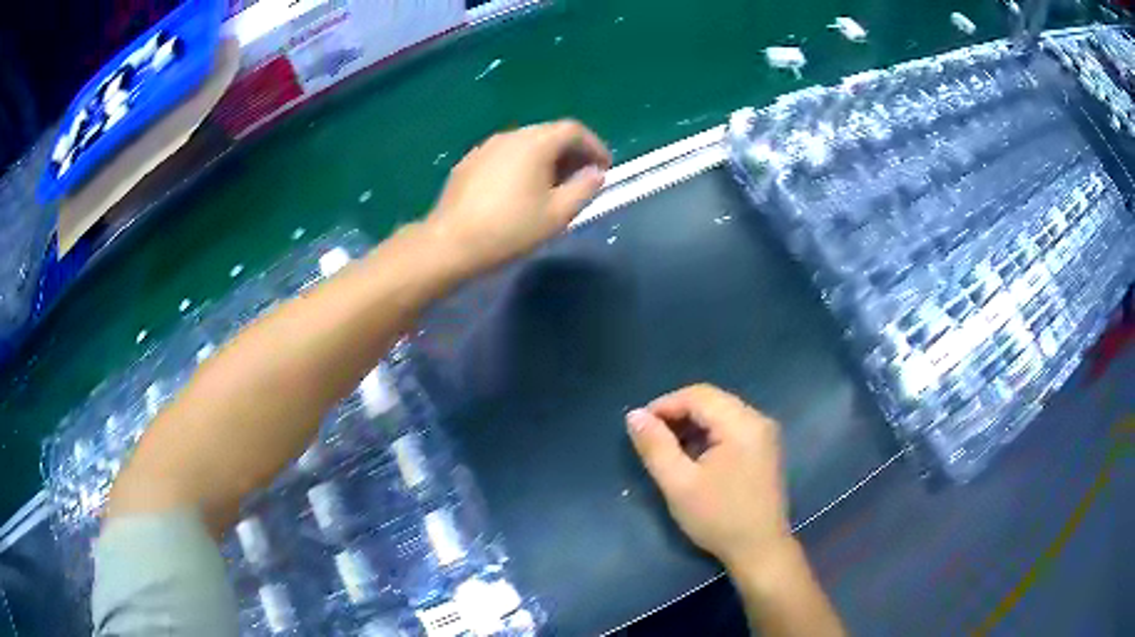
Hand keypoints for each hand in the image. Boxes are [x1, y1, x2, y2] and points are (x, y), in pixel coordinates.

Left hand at [425, 120, 610, 276]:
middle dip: (571, 153)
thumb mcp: (557, 214)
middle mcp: (510, 136)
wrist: (450, 243)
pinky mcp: (469, 162)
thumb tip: (596, 173)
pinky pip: (505, 155)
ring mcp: (485, 147)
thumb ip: (584, 189)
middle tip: (581, 179)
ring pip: (526, 143)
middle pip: (549, 133)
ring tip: (553, 187)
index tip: (604, 168)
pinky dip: (522, 164)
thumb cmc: (509, 229)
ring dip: (547, 159)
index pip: (573, 130)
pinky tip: (519, 190)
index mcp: (535, 143)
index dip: (594, 146)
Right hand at [627, 384, 791, 568]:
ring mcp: (765, 435)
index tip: (639, 427)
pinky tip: (694, 457)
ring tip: (668, 448)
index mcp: (741, 423)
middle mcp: (758, 420)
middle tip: (651, 438)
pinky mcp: (765, 449)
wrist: (759, 549)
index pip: (698, 395)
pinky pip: (732, 428)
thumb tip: (634, 415)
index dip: (665, 405)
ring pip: (721, 414)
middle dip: (678, 414)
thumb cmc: (718, 518)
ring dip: (692, 425)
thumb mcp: (678, 484)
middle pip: (711, 401)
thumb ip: (655, 446)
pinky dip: (709, 435)